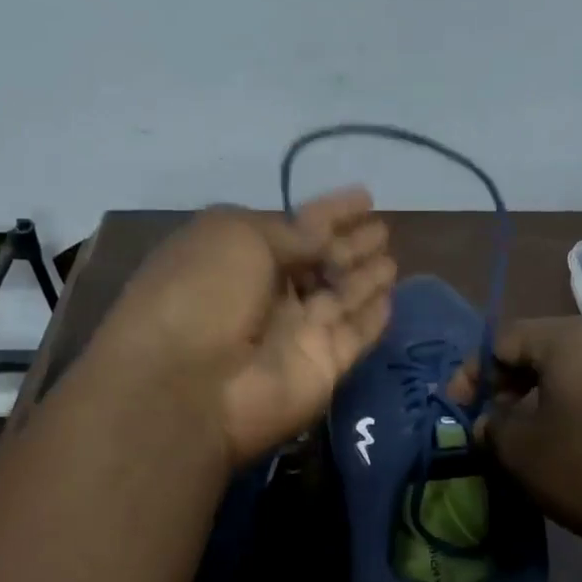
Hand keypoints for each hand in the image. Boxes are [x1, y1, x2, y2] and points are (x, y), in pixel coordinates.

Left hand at [93, 190, 395, 464]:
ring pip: (342, 298)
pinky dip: (373, 318)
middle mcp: (268, 294)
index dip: (330, 212)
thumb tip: (321, 237)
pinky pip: (356, 335)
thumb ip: (289, 233)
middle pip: (320, 263)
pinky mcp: (323, 368)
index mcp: (239, 257)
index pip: (295, 227)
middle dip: (350, 245)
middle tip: (383, 229)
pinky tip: (391, 299)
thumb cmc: (202, 293)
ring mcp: (297, 333)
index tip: (365, 197)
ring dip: (365, 277)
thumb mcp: (237, 236)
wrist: (189, 385)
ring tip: (392, 258)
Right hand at [462, 318, 581, 580]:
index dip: (471, 374)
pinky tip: (573, 449)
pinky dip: (575, 412)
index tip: (458, 410)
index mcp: (566, 339)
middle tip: (490, 424)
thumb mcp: (523, 451)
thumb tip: (488, 422)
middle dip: (506, 387)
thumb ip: (492, 427)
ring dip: (540, 402)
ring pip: (572, 375)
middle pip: (539, 352)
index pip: (501, 340)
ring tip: (527, 440)